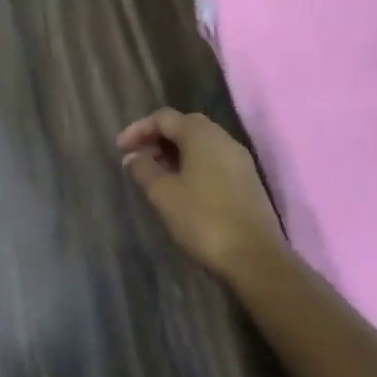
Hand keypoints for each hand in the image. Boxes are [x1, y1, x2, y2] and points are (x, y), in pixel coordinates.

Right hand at [118, 109, 284, 280]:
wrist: (256, 259)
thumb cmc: (204, 219)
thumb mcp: (164, 194)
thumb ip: (144, 170)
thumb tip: (133, 156)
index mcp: (201, 134)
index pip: (164, 117)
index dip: (139, 129)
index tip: (120, 149)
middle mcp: (223, 139)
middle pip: (184, 126)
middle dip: (158, 139)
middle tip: (138, 159)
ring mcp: (239, 160)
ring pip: (201, 144)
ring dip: (175, 153)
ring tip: (156, 175)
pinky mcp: (248, 181)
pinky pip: (214, 161)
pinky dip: (193, 165)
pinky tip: (182, 188)